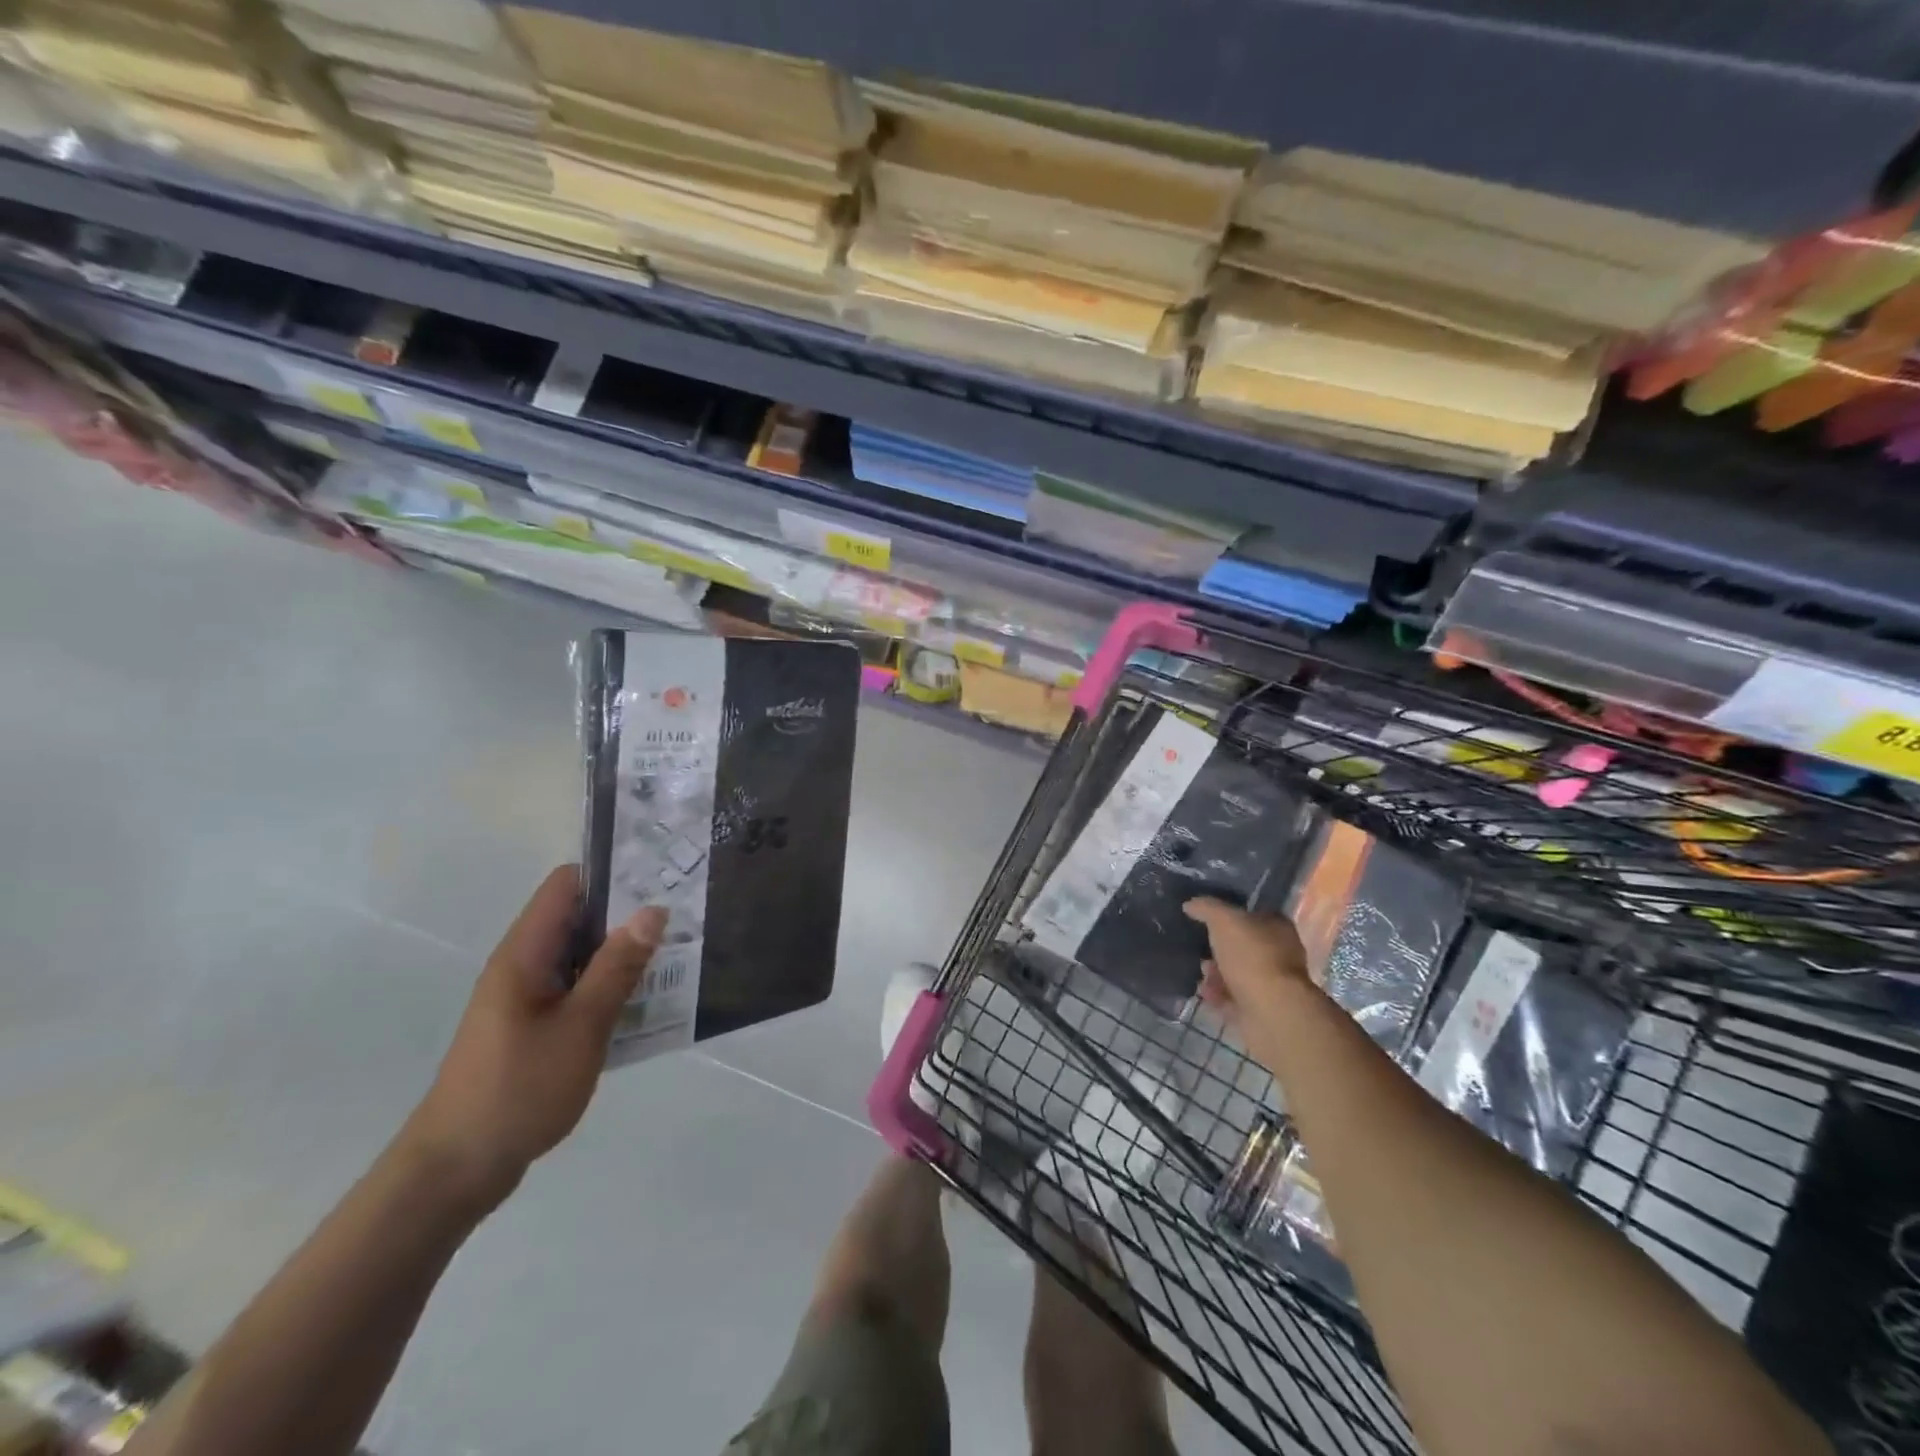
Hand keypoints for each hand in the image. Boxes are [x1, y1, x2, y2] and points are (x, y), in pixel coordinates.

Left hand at [399, 866, 664, 1208]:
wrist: (457, 1169)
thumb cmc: (519, 1089)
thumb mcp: (581, 1026)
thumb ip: (618, 966)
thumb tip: (653, 909)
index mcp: (525, 953)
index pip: (568, 884)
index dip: (612, 872)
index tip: (660, 877)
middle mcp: (523, 964)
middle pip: (579, 916)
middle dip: (629, 913)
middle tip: (683, 917)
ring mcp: (527, 996)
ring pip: (582, 954)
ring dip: (624, 952)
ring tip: (677, 953)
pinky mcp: (534, 1025)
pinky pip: (578, 986)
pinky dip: (610, 984)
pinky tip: (647, 1000)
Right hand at [1183, 898, 1313, 1053]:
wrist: (1271, 1012)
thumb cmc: (1252, 957)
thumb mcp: (1224, 920)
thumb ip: (1206, 908)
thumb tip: (1191, 904)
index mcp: (1278, 928)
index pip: (1254, 913)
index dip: (1230, 913)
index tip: (1206, 917)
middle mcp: (1279, 954)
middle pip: (1243, 945)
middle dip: (1218, 947)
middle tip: (1199, 946)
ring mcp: (1271, 984)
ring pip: (1236, 973)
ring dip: (1215, 972)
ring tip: (1202, 974)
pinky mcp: (1260, 1010)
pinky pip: (1232, 997)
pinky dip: (1217, 994)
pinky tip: (1204, 992)